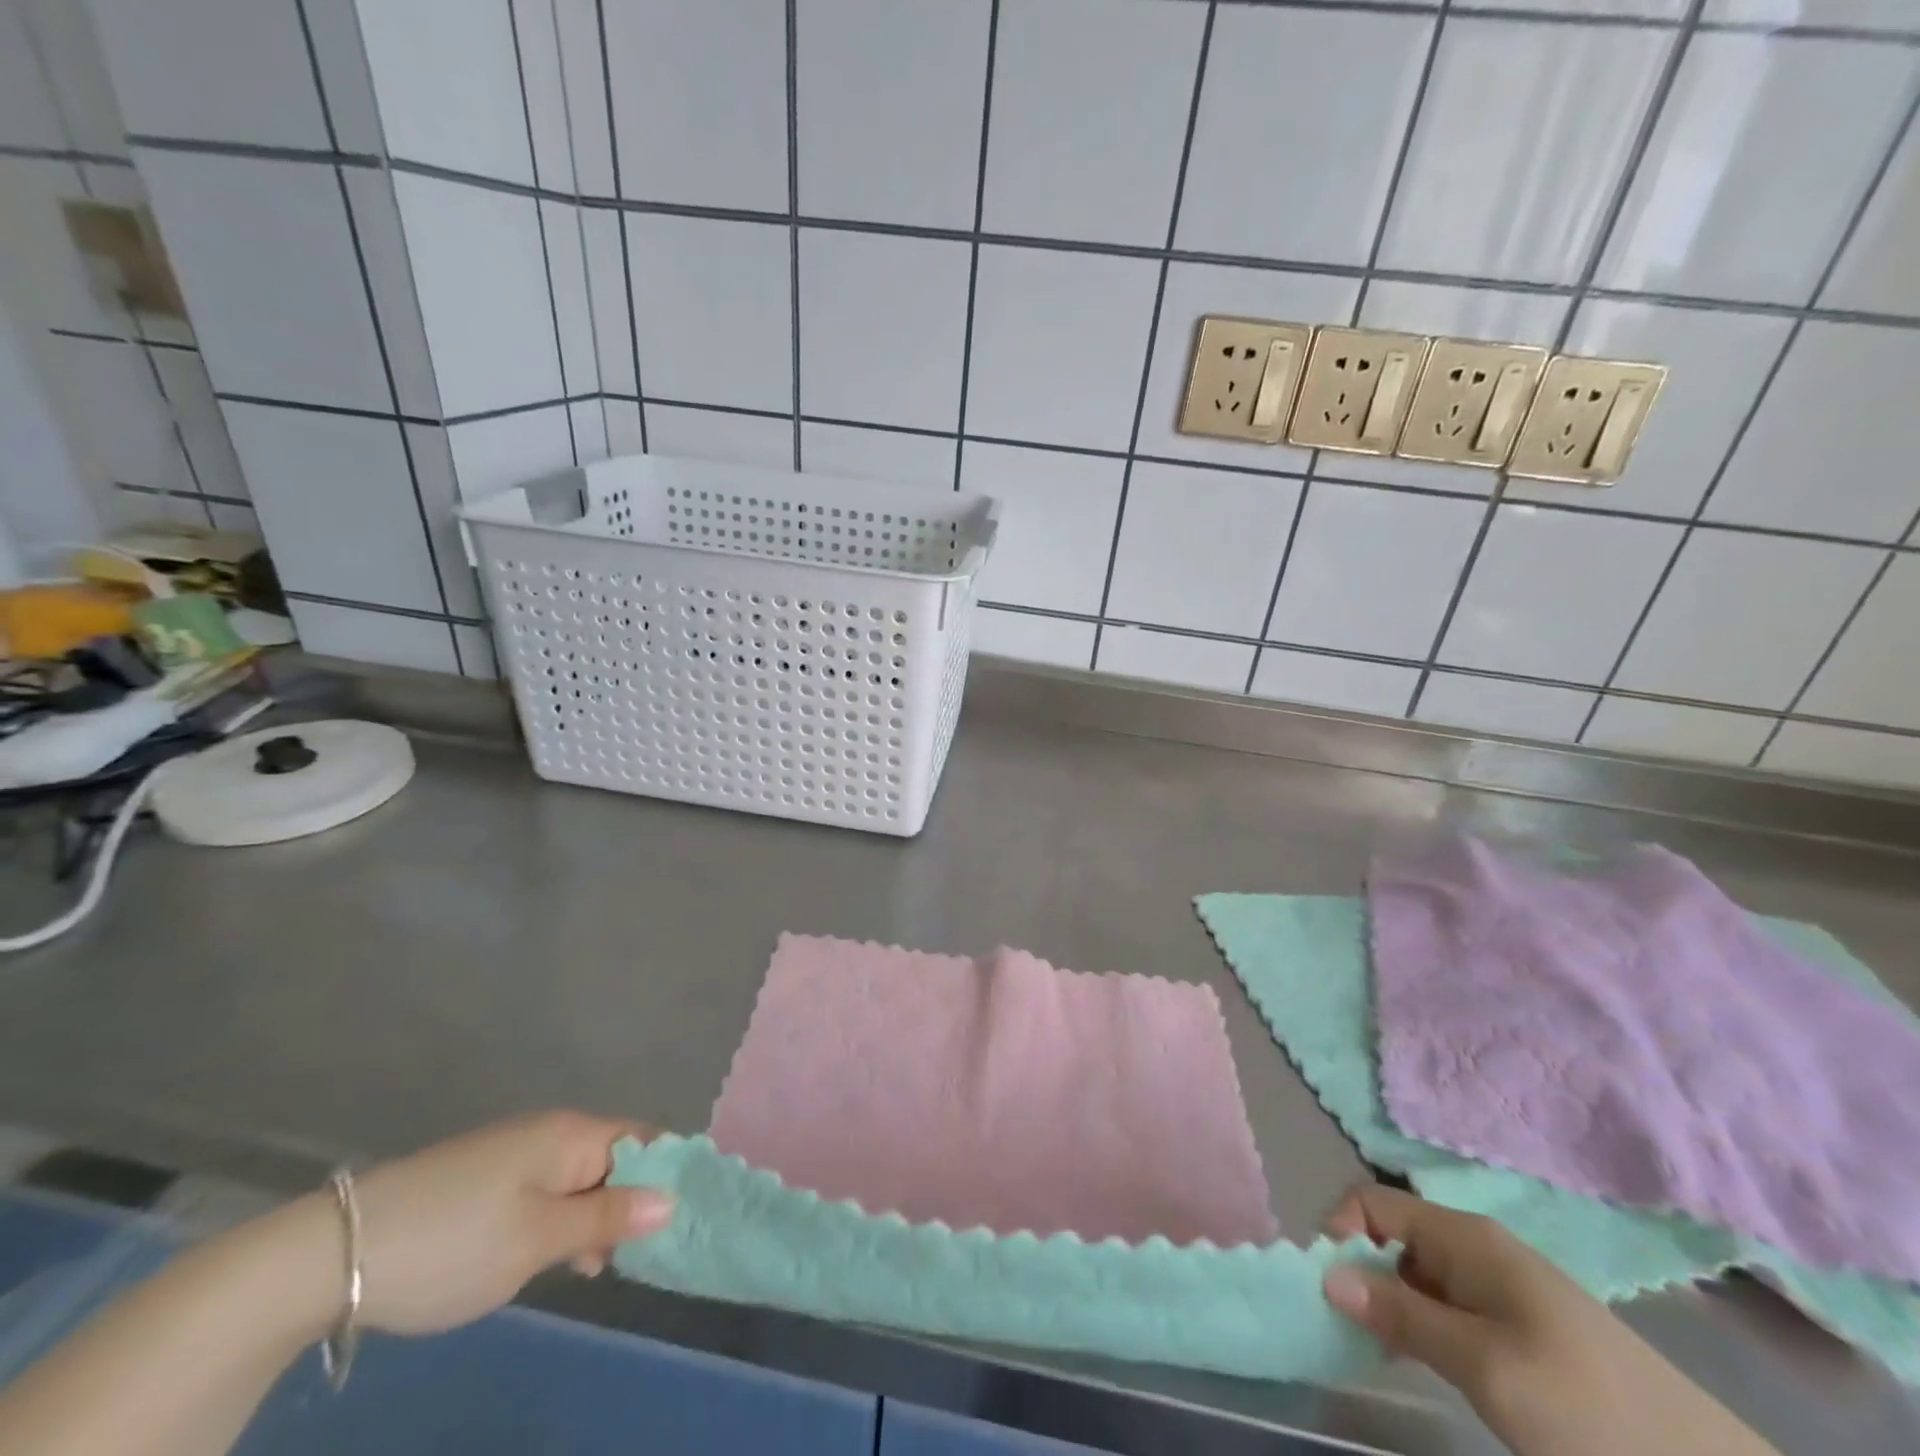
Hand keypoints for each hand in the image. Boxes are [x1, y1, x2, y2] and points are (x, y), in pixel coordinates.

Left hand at [347, 1111, 673, 1335]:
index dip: (669, 1174)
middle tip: (637, 1256)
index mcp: (572, 1134)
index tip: (685, 1218)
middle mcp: (550, 1132)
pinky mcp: (485, 1178)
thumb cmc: (454, 1243)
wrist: (331, 1254)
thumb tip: (671, 1198)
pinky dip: (559, 1219)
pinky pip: (545, 1189)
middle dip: (631, 1201)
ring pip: (578, 1178)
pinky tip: (551, 1258)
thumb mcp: (537, 1239)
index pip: (644, 1140)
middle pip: (614, 1158)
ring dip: (594, 1216)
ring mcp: (514, 1153)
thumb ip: (607, 1216)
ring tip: (593, 1267)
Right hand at [1320, 1183, 1776, 1455]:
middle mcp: (1477, 1246)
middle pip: (1392, 1237)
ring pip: (1419, 1276)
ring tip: (1384, 1354)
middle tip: (1351, 1331)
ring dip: (1391, 1305)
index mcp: (1463, 1236)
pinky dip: (1424, 1326)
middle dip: (1361, 1273)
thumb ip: (1401, 1315)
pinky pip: (1449, 1306)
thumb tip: (1326, 1275)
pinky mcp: (1524, 1326)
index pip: (1371, 1202)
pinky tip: (1430, 1365)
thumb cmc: (1584, 1405)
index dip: (1339, 1234)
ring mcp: (1504, 1286)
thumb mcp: (1483, 1364)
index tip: (1328, 1290)